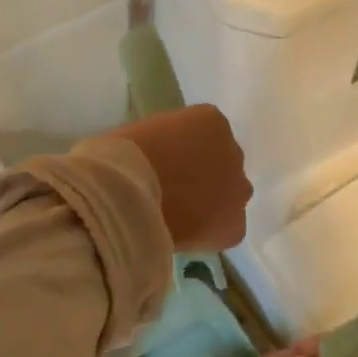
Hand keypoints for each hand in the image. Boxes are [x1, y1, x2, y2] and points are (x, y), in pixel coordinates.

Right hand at [106, 104, 251, 251]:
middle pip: (224, 165)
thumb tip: (164, 160)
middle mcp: (233, 151)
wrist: (122, 197)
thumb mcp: (144, 132)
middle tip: (176, 193)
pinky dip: (208, 235)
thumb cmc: (120, 157)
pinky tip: (184, 236)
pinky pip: (225, 231)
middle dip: (205, 178)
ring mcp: (238, 189)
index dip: (186, 155)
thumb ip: (166, 142)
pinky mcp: (234, 225)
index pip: (208, 136)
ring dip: (212, 205)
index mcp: (210, 120)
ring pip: (230, 198)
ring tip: (180, 218)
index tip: (167, 168)